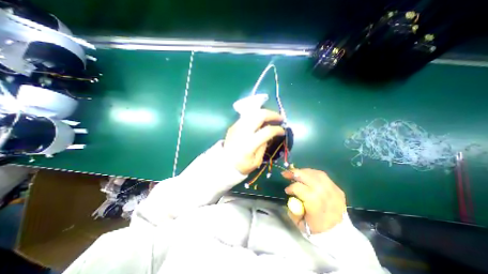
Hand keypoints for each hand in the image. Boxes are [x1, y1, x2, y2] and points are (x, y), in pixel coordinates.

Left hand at [225, 108, 285, 173]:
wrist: (224, 163)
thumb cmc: (242, 165)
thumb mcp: (256, 161)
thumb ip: (263, 146)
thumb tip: (269, 134)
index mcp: (249, 144)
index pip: (267, 131)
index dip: (277, 129)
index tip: (282, 131)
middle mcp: (242, 132)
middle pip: (259, 115)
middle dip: (272, 114)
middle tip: (280, 118)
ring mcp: (237, 127)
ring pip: (253, 113)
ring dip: (264, 113)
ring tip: (271, 118)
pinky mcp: (233, 125)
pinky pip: (247, 116)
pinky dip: (256, 116)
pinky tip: (260, 121)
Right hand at [282, 169, 346, 232]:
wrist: (340, 235)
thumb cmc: (317, 229)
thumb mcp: (300, 222)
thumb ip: (292, 207)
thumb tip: (291, 196)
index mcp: (315, 203)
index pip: (299, 188)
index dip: (291, 188)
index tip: (287, 191)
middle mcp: (324, 193)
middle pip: (307, 176)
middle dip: (294, 173)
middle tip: (286, 173)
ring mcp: (333, 189)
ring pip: (315, 174)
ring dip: (303, 172)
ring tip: (296, 174)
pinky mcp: (337, 188)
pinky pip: (322, 176)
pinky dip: (312, 174)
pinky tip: (307, 176)